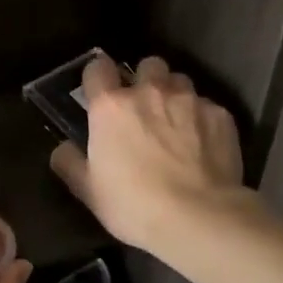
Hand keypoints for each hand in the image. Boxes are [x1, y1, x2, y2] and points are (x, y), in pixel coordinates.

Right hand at [50, 54, 254, 257]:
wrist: (200, 218)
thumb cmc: (134, 204)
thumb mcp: (89, 191)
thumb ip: (70, 163)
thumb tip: (62, 148)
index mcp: (111, 106)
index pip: (97, 68)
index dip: (97, 76)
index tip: (100, 90)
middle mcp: (149, 92)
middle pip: (147, 65)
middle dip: (144, 79)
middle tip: (144, 106)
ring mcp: (189, 100)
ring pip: (180, 80)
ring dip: (174, 95)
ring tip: (176, 121)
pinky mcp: (220, 116)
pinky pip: (207, 106)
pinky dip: (202, 119)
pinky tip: (203, 144)